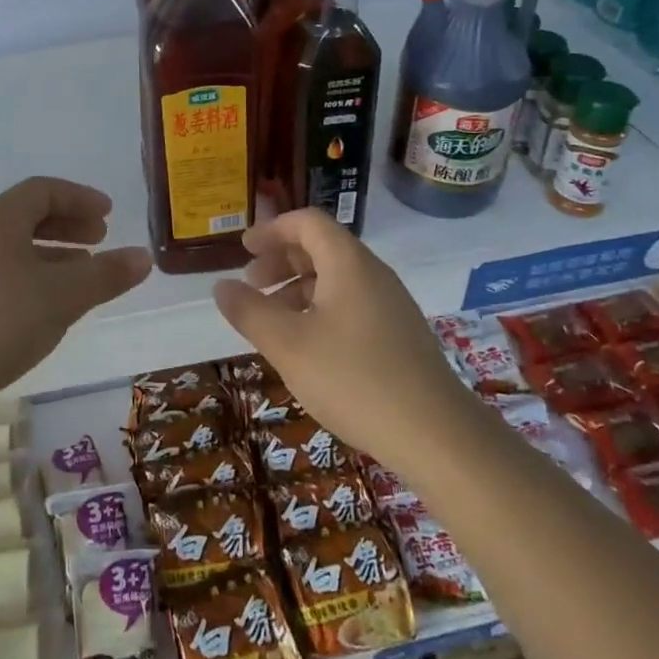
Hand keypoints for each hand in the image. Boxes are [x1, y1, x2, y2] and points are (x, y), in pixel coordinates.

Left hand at [0, 177, 151, 415]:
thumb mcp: (60, 297)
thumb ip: (104, 275)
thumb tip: (143, 257)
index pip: (43, 190)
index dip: (79, 197)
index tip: (108, 214)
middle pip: (26, 216)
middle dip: (67, 224)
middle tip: (99, 239)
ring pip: (13, 249)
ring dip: (50, 255)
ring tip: (78, 277)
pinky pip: (0, 275)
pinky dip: (30, 279)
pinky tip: (42, 310)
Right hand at [211, 209, 463, 462]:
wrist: (437, 435)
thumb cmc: (354, 379)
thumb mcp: (288, 345)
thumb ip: (250, 311)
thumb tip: (221, 286)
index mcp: (348, 263)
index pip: (307, 222)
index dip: (272, 230)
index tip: (244, 250)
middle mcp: (373, 274)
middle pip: (322, 247)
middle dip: (281, 260)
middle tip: (251, 285)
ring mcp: (391, 305)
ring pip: (337, 279)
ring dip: (298, 288)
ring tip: (273, 321)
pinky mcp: (400, 335)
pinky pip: (352, 304)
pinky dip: (320, 309)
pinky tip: (308, 347)